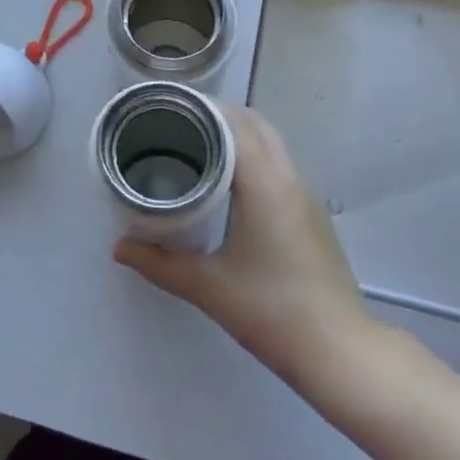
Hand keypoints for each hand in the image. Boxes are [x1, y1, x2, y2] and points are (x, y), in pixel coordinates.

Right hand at [115, 104, 370, 388]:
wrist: (341, 352)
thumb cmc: (272, 312)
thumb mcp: (208, 288)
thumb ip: (160, 264)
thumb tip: (119, 248)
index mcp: (265, 185)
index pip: (233, 124)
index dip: (201, 109)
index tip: (169, 107)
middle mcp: (288, 180)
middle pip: (255, 124)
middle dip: (219, 115)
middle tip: (178, 124)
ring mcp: (305, 197)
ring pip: (272, 143)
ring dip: (239, 134)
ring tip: (198, 147)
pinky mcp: (312, 216)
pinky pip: (279, 166)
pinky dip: (254, 156)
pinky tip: (230, 183)